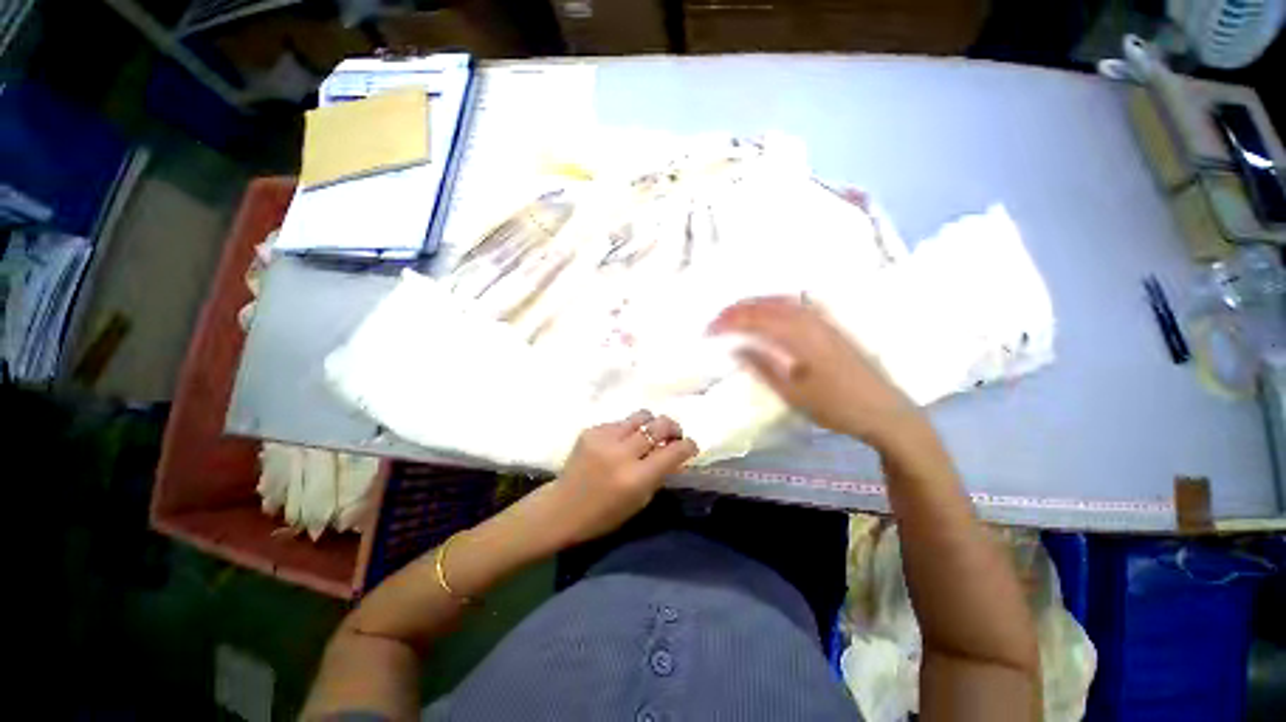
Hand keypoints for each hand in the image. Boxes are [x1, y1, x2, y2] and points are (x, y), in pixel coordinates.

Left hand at [546, 411, 698, 545]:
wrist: (562, 508)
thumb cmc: (604, 515)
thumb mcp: (640, 501)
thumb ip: (659, 473)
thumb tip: (675, 452)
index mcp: (636, 478)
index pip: (673, 451)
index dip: (688, 445)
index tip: (690, 445)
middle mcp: (622, 453)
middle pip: (659, 424)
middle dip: (672, 427)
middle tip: (672, 435)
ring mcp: (605, 438)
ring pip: (641, 416)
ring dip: (650, 424)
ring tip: (647, 434)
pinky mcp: (592, 430)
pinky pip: (620, 422)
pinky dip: (627, 430)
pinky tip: (621, 442)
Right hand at [709, 296, 924, 449]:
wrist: (885, 412)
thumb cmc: (836, 407)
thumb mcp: (793, 393)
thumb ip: (763, 366)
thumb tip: (737, 347)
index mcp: (799, 337)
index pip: (755, 319)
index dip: (729, 322)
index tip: (709, 331)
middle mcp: (811, 321)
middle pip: (767, 304)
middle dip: (738, 309)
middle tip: (717, 319)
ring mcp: (824, 321)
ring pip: (782, 301)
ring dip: (756, 303)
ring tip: (736, 313)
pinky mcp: (831, 326)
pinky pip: (797, 306)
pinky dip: (775, 304)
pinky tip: (769, 312)